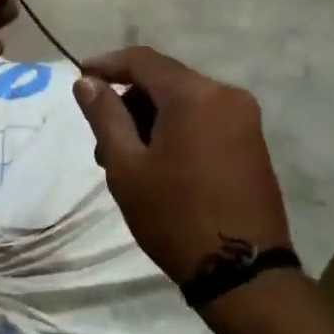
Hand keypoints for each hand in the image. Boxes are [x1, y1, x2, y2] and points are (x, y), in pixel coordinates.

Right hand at [73, 47, 292, 286]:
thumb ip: (105, 116)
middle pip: (165, 80)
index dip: (107, 64)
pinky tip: (158, 163)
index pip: (143, 60)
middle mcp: (226, 95)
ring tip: (127, 160)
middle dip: (128, 101)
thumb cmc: (174, 215)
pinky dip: (176, 129)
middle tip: (102, 140)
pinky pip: (204, 119)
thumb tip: (87, 82)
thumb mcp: (126, 166)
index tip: (81, 78)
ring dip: (151, 118)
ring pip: (184, 101)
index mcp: (195, 95)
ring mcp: (245, 119)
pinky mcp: (252, 143)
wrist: (242, 273)